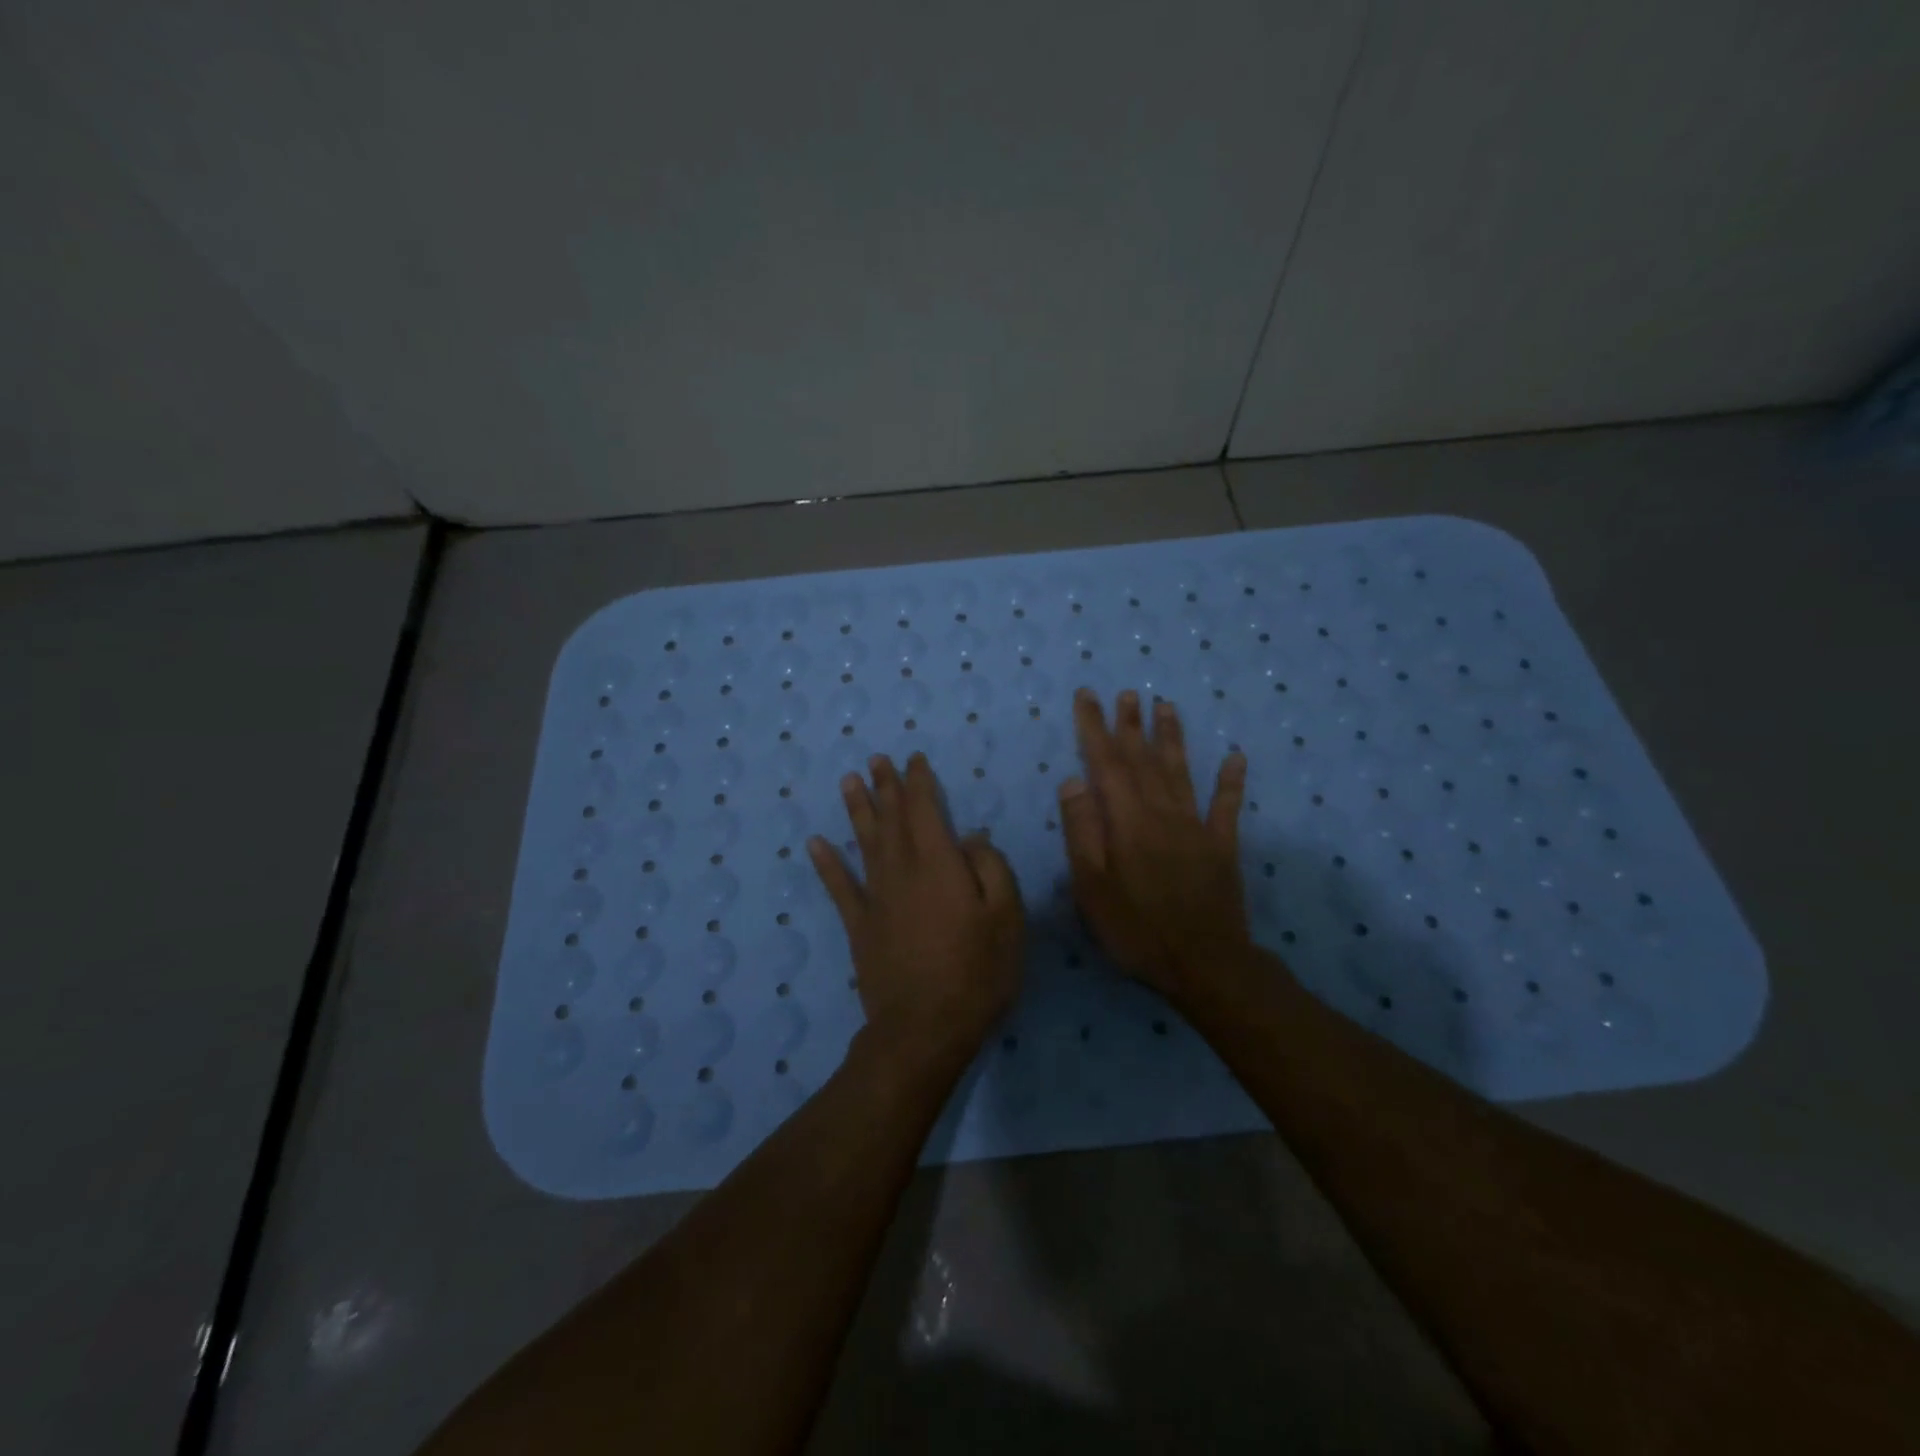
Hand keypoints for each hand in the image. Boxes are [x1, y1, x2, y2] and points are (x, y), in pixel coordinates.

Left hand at [809, 753, 1023, 1066]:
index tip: (914, 759)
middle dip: (885, 786)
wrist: (925, 1028)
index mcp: (939, 863)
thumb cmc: (977, 972)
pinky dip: (826, 863)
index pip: (925, 809)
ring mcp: (876, 898)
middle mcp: (902, 870)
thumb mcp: (1006, 917)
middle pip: (891, 818)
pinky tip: (815, 843)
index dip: (919, 782)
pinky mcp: (859, 926)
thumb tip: (971, 835)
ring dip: (857, 809)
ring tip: (849, 781)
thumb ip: (990, 868)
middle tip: (876, 759)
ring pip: (864, 842)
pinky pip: (839, 887)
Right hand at [1057, 689, 1251, 1001]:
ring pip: (1180, 772)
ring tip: (1166, 706)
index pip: (1106, 763)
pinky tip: (1236, 756)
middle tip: (1127, 693)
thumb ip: (1082, 831)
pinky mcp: (1222, 847)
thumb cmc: (1136, 929)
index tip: (1088, 696)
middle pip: (1143, 759)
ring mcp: (1196, 827)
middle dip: (1132, 724)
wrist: (1205, 965)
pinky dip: (1231, 780)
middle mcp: (1162, 813)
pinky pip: (1227, 806)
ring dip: (1172, 738)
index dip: (1095, 727)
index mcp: (1126, 821)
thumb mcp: (1092, 887)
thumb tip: (1074, 780)